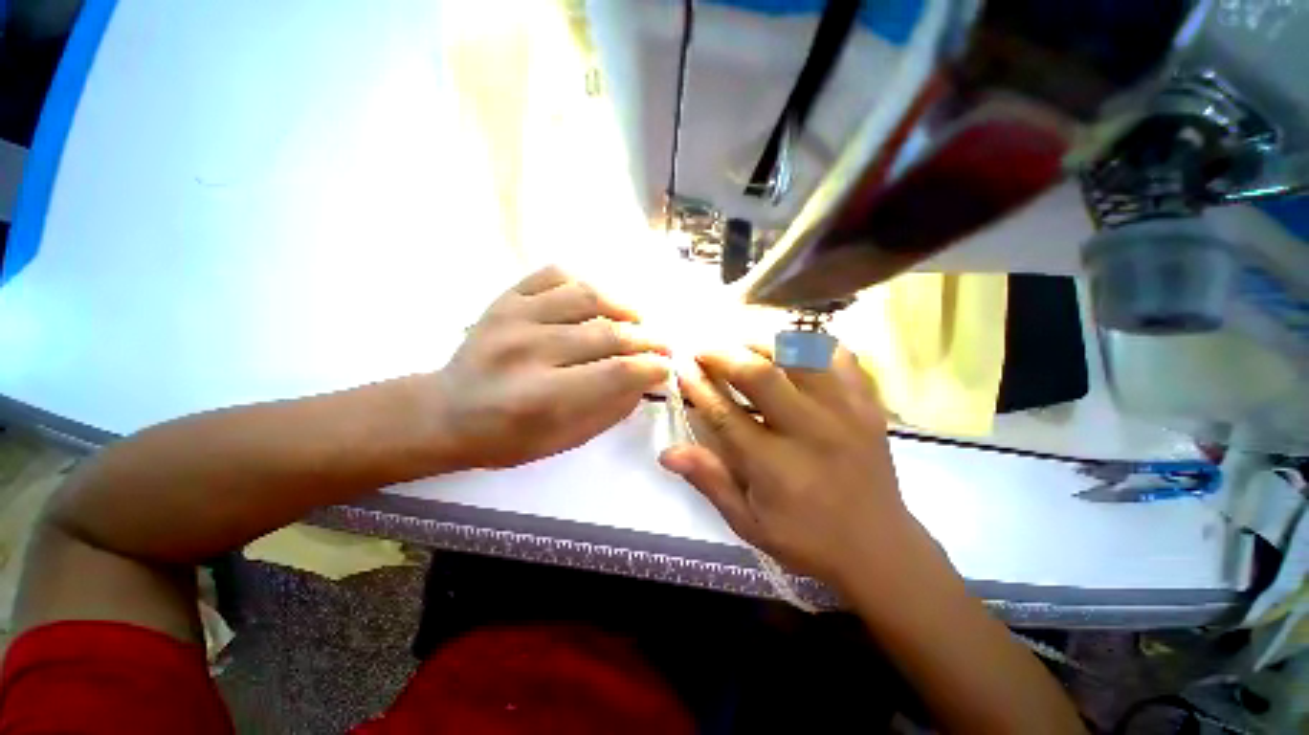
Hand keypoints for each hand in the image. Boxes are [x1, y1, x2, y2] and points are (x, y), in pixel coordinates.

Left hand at [433, 266, 669, 469]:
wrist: (445, 411)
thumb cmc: (506, 437)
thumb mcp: (564, 439)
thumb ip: (609, 410)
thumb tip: (644, 380)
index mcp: (541, 396)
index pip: (616, 372)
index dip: (651, 367)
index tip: (666, 367)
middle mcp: (528, 350)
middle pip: (608, 333)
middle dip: (646, 340)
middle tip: (662, 345)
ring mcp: (513, 316)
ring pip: (587, 296)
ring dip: (623, 306)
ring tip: (637, 318)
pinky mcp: (505, 298)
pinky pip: (555, 275)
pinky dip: (585, 283)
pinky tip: (597, 301)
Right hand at [660, 345, 925, 589]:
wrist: (880, 549)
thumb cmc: (806, 540)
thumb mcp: (749, 523)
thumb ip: (710, 481)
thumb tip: (667, 452)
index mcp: (776, 467)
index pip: (724, 414)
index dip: (698, 387)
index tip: (682, 369)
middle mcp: (810, 431)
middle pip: (760, 374)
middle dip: (723, 355)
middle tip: (704, 350)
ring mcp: (844, 412)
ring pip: (799, 355)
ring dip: (762, 343)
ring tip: (740, 345)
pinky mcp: (867, 404)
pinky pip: (838, 356)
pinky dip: (810, 344)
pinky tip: (791, 349)